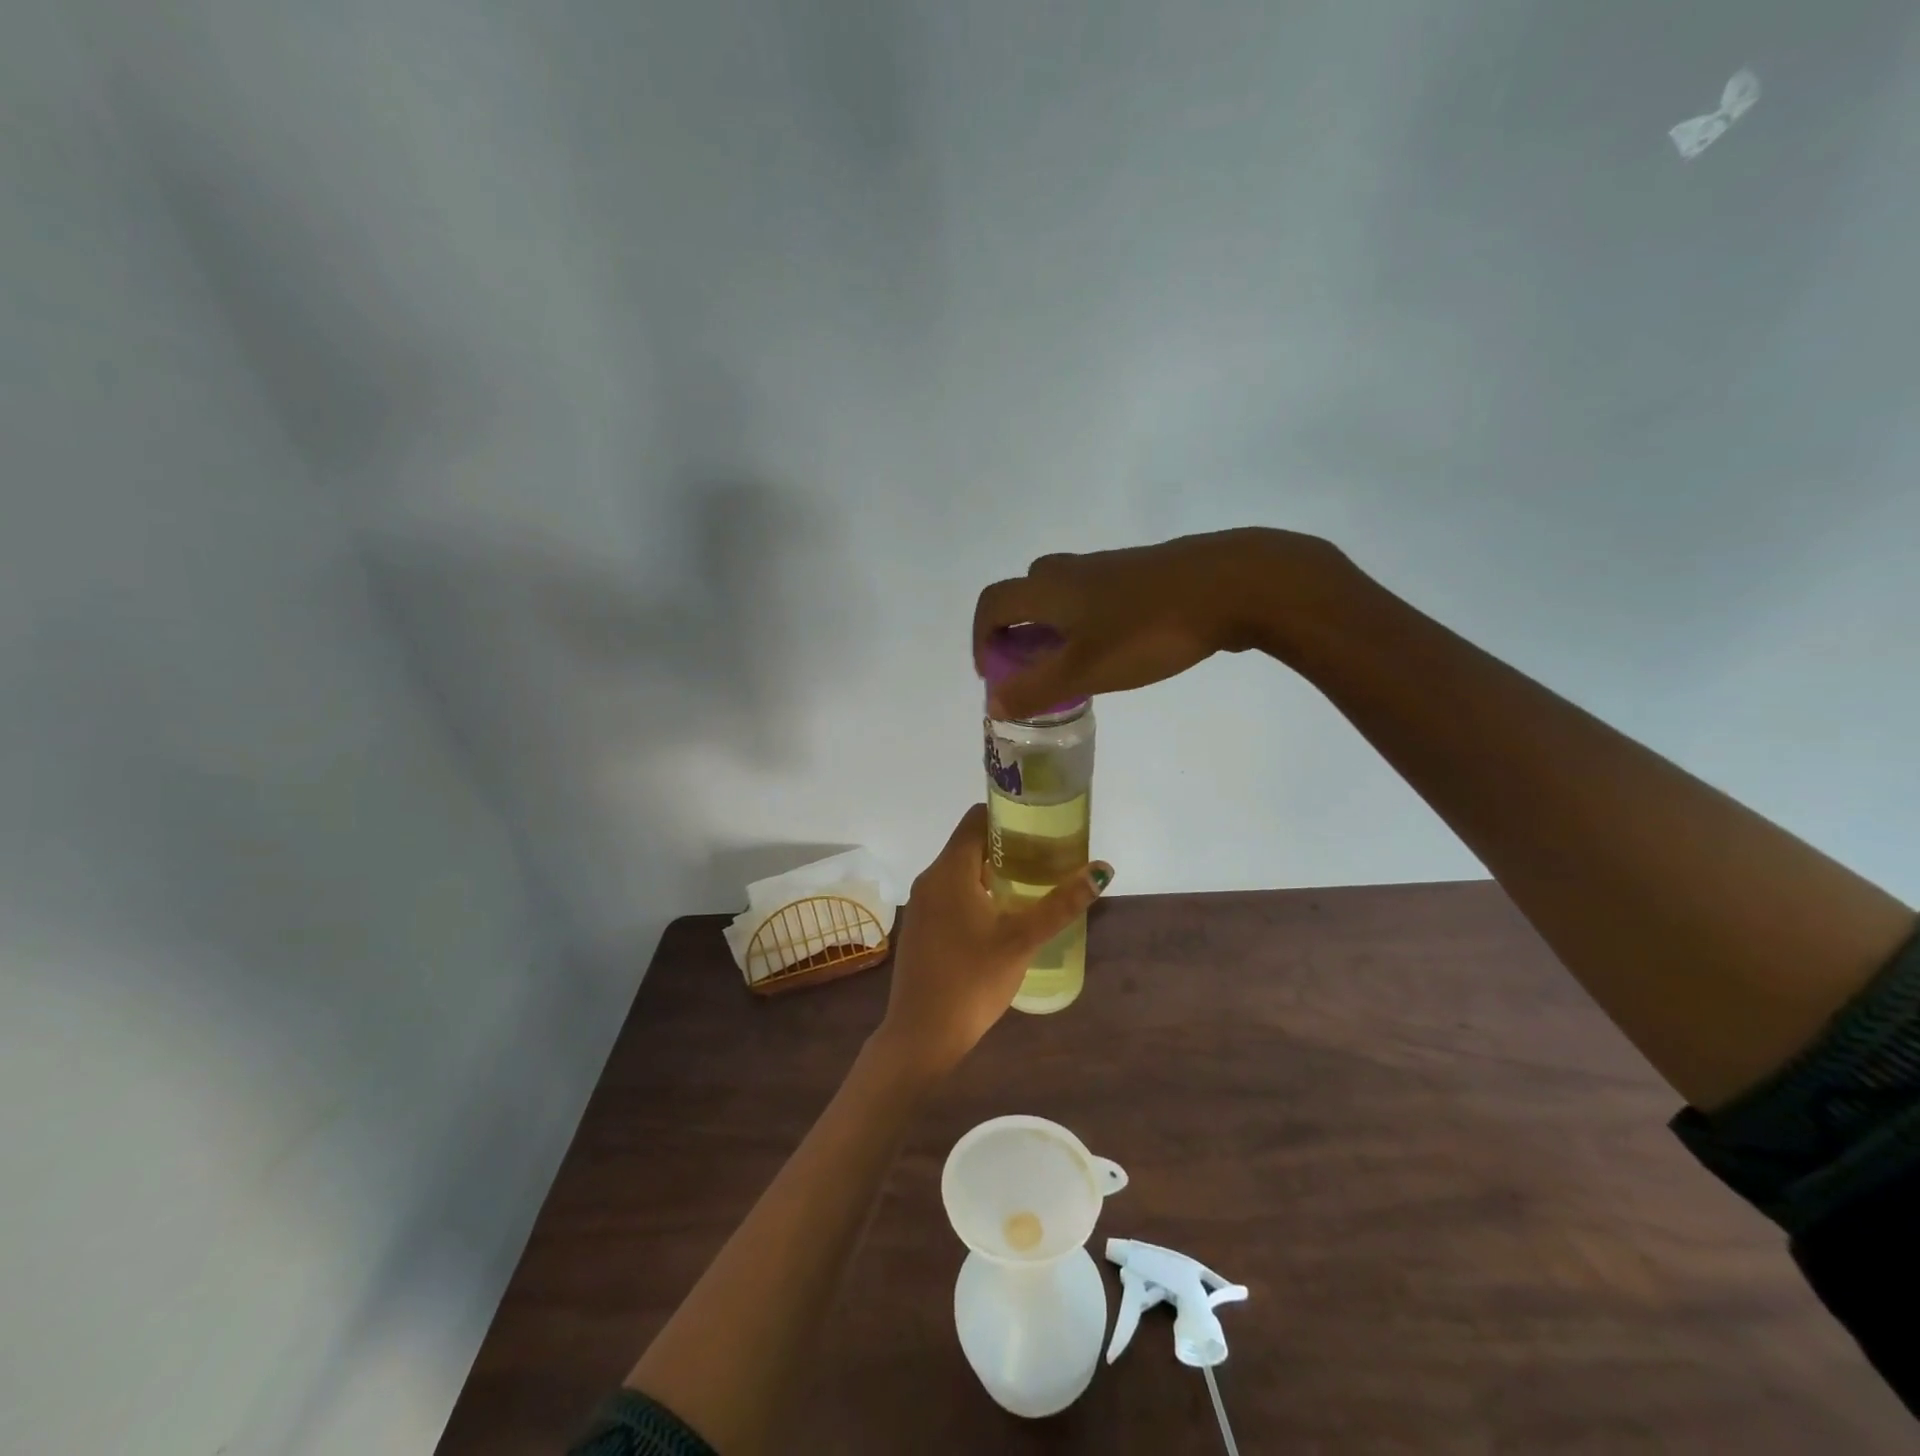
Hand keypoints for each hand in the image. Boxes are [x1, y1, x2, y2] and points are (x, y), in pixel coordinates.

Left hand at [876, 804, 1112, 1077]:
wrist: (921, 1035)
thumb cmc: (972, 981)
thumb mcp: (1022, 940)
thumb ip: (1061, 904)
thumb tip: (1102, 871)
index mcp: (949, 870)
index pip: (976, 818)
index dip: (1009, 815)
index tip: (1041, 827)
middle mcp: (930, 878)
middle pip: (970, 843)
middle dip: (1008, 846)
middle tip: (1047, 858)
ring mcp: (921, 904)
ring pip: (960, 870)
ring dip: (994, 871)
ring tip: (1032, 884)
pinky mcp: (920, 926)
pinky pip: (951, 892)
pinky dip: (977, 891)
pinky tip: (1003, 915)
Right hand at [971, 527, 1352, 720]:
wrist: (1232, 585)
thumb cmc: (1148, 630)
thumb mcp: (1085, 670)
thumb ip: (1035, 689)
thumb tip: (992, 703)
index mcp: (1049, 589)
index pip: (992, 604)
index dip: (982, 638)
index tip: (994, 673)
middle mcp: (1071, 571)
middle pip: (1026, 594)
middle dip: (1018, 633)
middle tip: (1033, 669)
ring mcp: (1109, 568)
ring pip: (1063, 596)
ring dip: (1053, 629)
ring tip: (1075, 667)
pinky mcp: (1143, 574)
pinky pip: (1096, 597)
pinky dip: (1087, 623)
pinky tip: (1118, 649)